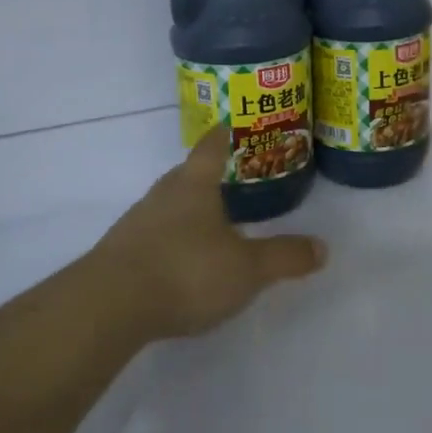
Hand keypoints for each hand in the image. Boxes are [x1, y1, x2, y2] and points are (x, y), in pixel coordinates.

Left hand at [91, 129, 326, 338]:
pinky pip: (152, 236)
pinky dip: (169, 240)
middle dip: (206, 176)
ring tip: (209, 224)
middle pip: (186, 175)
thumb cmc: (186, 272)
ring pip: (167, 207)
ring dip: (187, 211)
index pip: (211, 147)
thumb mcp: (247, 269)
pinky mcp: (119, 254)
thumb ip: (284, 257)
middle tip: (229, 180)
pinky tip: (181, 261)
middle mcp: (162, 195)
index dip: (224, 135)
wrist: (109, 307)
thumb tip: (322, 248)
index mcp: (194, 186)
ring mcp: (136, 224)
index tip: (230, 125)